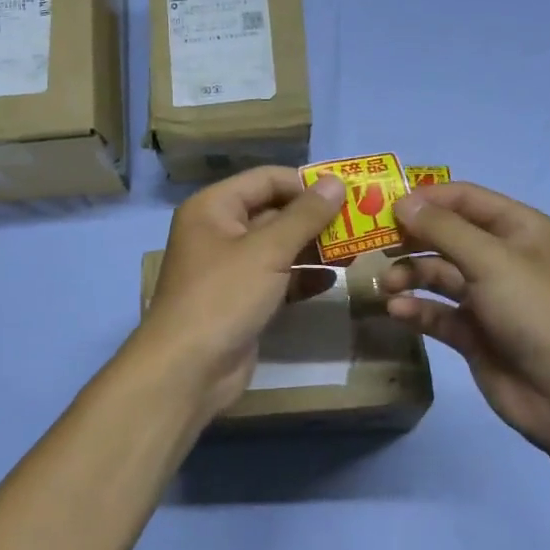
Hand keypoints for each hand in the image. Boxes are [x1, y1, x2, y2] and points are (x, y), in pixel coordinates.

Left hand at [134, 167, 345, 413]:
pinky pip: (277, 278)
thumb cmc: (223, 296)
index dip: (306, 184)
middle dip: (316, 218)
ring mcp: (231, 268)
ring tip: (356, 251)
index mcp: (214, 207)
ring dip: (314, 248)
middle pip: (274, 212)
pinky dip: (303, 277)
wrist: (188, 369)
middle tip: (360, 223)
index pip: (266, 179)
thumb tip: (335, 182)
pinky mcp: (242, 299)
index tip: (348, 194)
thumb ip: (305, 216)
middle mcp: (219, 231)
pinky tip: (334, 281)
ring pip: (279, 247)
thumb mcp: (267, 251)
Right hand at [383, 182, 549, 462]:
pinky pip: (438, 312)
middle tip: (373, 246)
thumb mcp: (490, 260)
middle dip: (411, 240)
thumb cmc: (535, 311)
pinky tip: (398, 312)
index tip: (383, 207)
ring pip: (438, 275)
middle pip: (446, 236)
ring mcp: (487, 297)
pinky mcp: (473, 333)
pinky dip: (417, 309)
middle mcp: (502, 258)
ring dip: (409, 276)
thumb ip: (442, 229)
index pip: (465, 199)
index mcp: (518, 229)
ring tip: (386, 286)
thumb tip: (402, 202)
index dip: (426, 199)